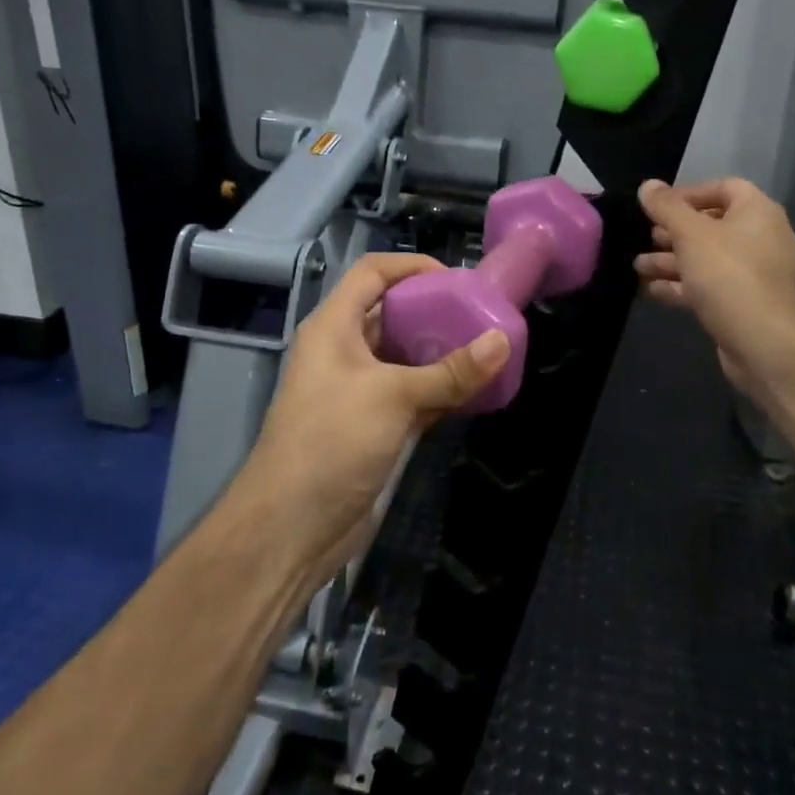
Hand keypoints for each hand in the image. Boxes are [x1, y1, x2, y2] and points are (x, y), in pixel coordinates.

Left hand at [240, 253, 508, 588]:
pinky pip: (412, 395)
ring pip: (405, 357)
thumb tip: (502, 341)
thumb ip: (449, 371)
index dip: (411, 267)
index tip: (457, 280)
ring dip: (441, 353)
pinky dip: (440, 391)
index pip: (372, 273)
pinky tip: (476, 391)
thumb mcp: (393, 397)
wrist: (292, 527)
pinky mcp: (372, 425)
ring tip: (486, 349)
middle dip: (435, 311)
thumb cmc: (332, 441)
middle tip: (481, 315)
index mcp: (333, 327)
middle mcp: (344, 351)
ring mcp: (358, 390)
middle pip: (391, 314)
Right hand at [634, 178, 794, 402]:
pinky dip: (680, 286)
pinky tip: (649, 290)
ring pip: (705, 260)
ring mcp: (752, 275)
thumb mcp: (691, 234)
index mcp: (756, 212)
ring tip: (636, 266)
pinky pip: (707, 287)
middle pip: (711, 226)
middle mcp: (759, 239)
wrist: (766, 343)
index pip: (723, 188)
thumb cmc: (729, 275)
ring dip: (671, 261)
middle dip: (673, 232)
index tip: (657, 207)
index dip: (689, 194)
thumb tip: (648, 185)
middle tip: (642, 237)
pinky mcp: (742, 305)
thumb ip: (667, 208)